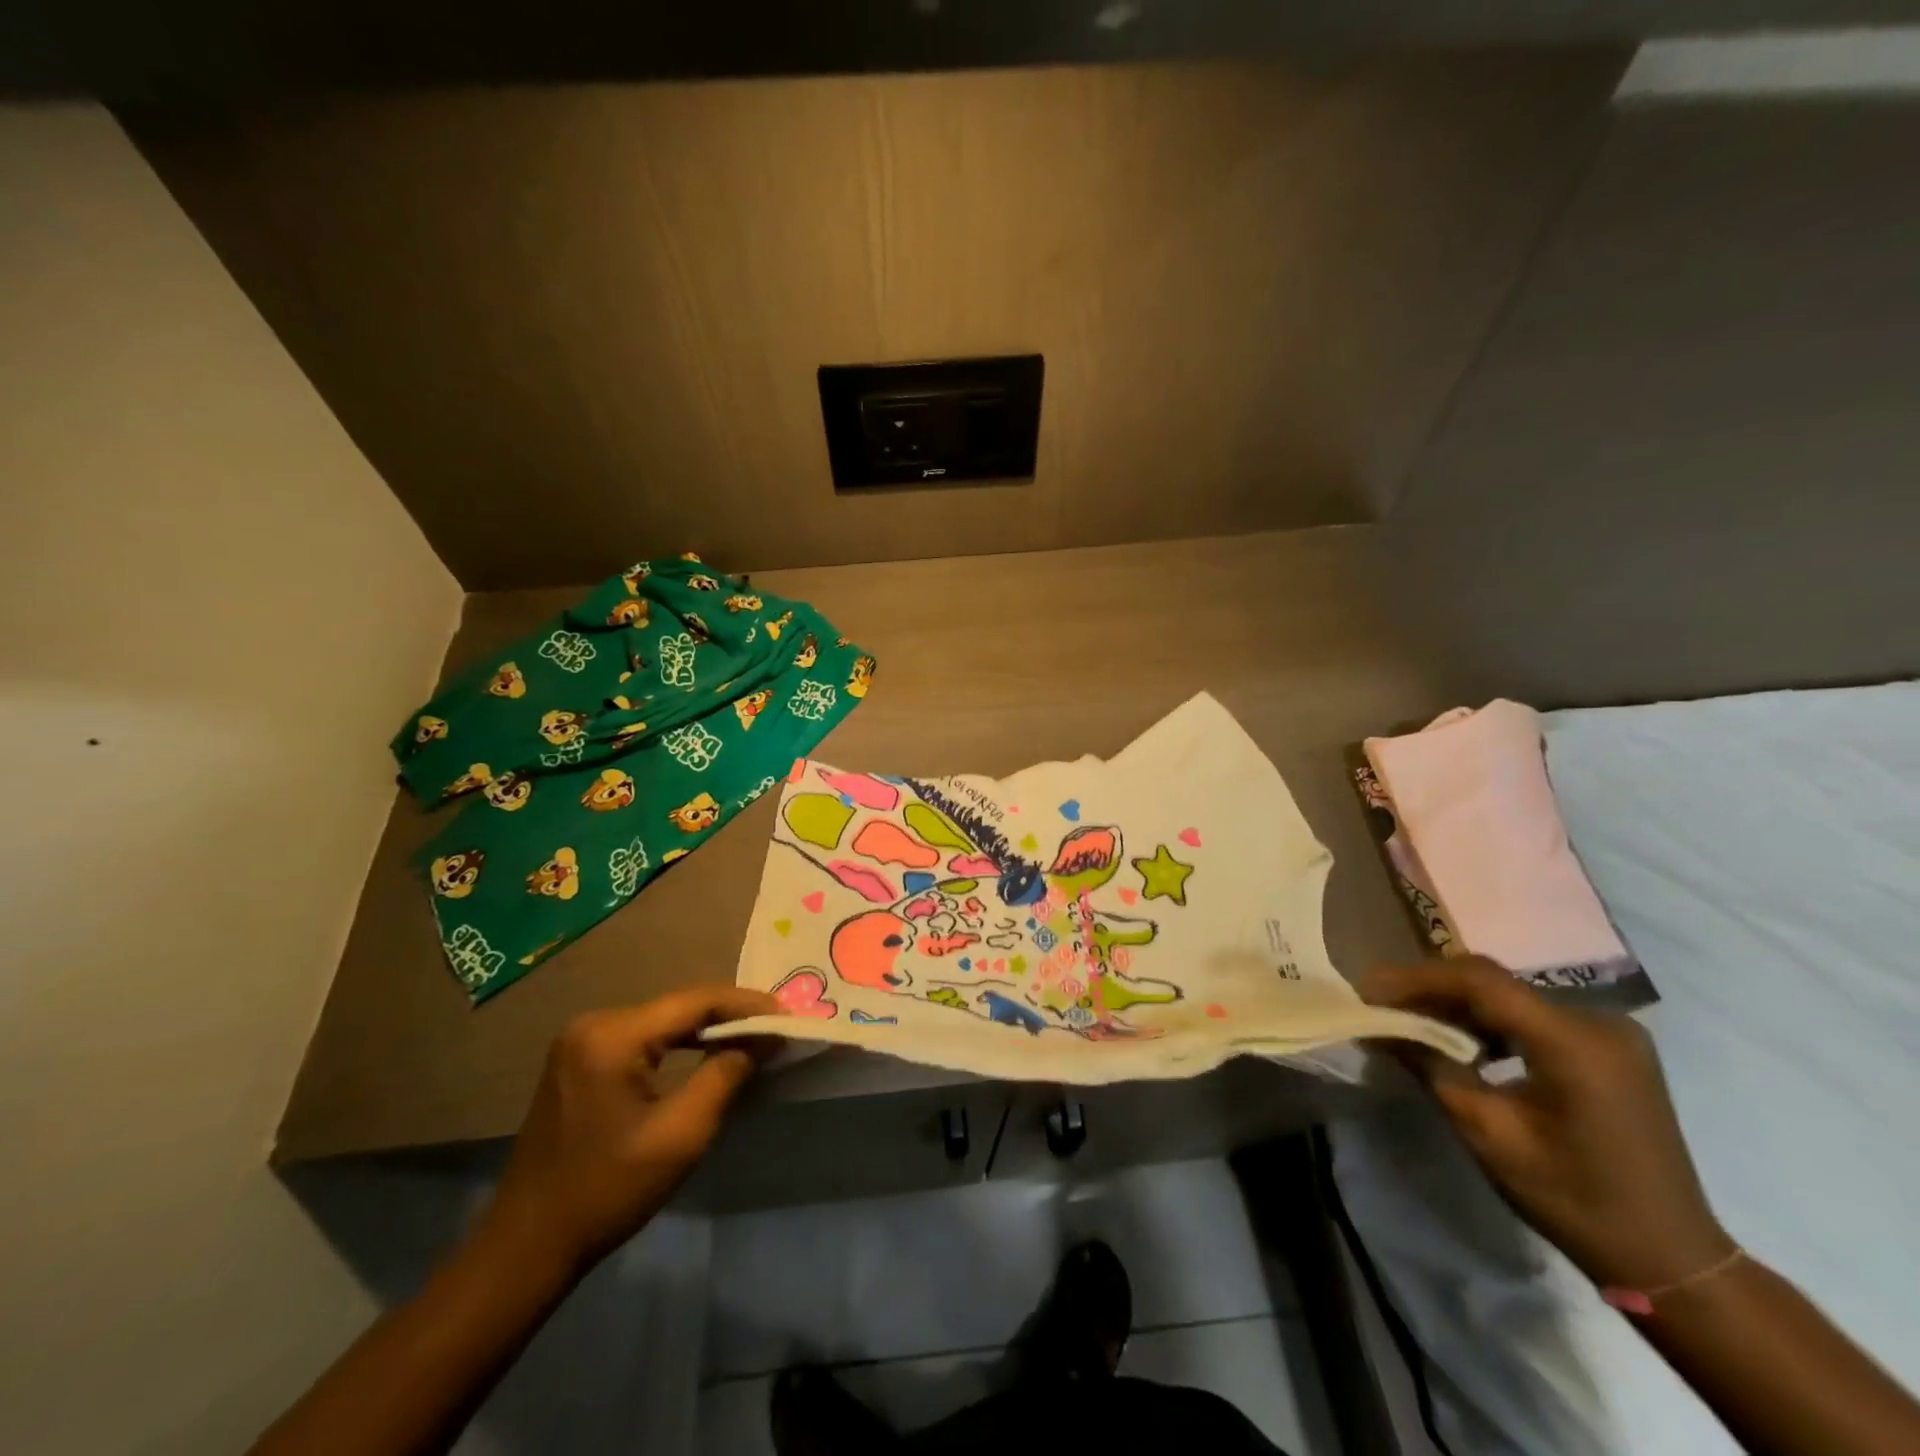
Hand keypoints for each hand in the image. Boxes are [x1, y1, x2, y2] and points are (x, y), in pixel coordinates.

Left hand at [480, 987, 782, 1273]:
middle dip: (730, 1015)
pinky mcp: (578, 1061)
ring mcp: (581, 1041)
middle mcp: (594, 1023)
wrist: (525, 1248)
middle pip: (678, 1007)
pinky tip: (706, 1054)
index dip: (747, 1005)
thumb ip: (725, 1075)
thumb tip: (763, 1039)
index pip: (695, 1001)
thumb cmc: (607, 1191)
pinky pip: (643, 1039)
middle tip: (776, 1027)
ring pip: (662, 1021)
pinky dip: (679, 1045)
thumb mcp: (681, 1135)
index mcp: (612, 1035)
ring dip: (706, 1029)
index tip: (788, 1017)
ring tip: (753, 1038)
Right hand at [1365, 958, 1733, 1290]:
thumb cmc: (1575, 1200)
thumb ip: (1432, 1068)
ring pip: (1510, 996)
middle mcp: (1598, 1020)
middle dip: (1431, 989)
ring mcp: (1609, 1031)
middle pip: (1495, 983)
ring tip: (1408, 1019)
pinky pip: (1532, 1014)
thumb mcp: (1489, 1134)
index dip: (1418, 978)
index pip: (1481, 981)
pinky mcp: (1609, 1045)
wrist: (1671, 1258)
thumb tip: (1381, 1028)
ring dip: (1457, 1004)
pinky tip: (1460, 1039)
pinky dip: (1489, 1021)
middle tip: (1380, 1003)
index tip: (1368, 990)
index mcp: (1575, 1042)